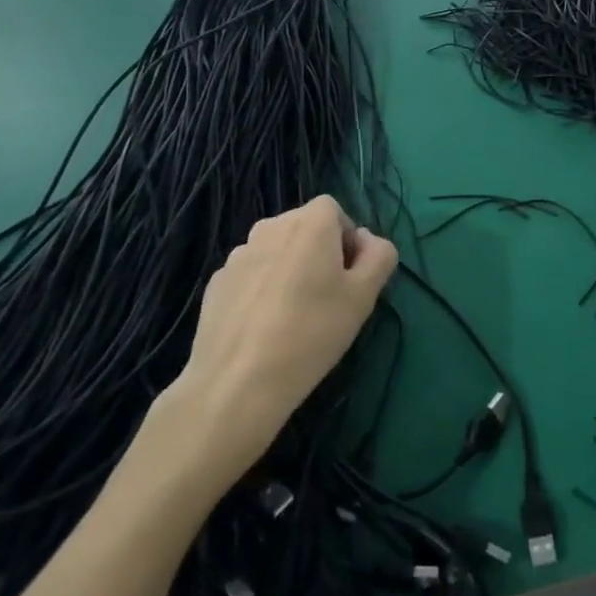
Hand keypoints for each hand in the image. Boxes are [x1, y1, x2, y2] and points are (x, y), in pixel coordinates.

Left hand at [162, 196, 396, 479]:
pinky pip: (251, 277)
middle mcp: (270, 227)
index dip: (347, 240)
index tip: (350, 278)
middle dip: (319, 254)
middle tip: (328, 299)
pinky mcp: (216, 284)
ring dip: (289, 271)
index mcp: (309, 222)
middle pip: (304, 229)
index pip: (334, 212)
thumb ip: (379, 256)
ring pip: (276, 253)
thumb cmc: (312, 332)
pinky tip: (264, 330)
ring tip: (294, 317)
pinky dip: (262, 292)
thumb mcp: (364, 296)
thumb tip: (368, 242)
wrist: (237, 383)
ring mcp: (238, 255)